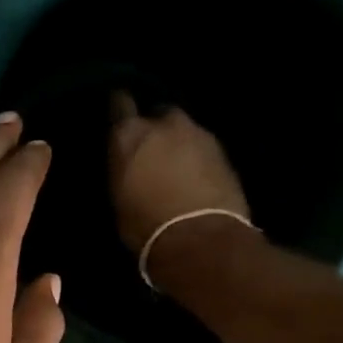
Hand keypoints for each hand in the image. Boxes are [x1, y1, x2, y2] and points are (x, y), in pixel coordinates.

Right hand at [107, 92, 250, 272]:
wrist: (199, 239)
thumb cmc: (146, 227)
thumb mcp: (119, 200)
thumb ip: (124, 171)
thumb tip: (129, 167)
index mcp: (129, 134)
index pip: (120, 103)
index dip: (120, 111)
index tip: (120, 120)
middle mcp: (164, 124)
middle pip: (158, 113)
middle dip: (156, 128)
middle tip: (153, 151)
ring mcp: (198, 133)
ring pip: (184, 130)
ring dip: (180, 143)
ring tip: (178, 168)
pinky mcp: (223, 150)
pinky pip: (204, 147)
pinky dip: (199, 158)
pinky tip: (197, 178)